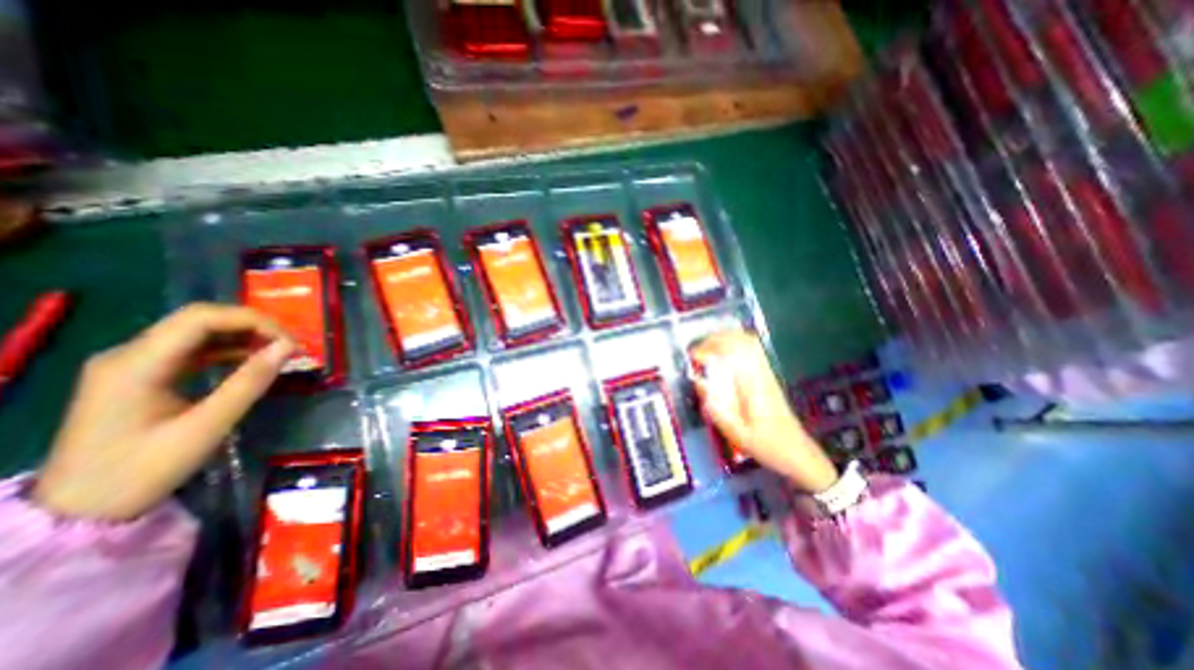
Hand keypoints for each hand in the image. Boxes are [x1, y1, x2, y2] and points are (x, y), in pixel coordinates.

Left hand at [35, 304, 296, 522]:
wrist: (82, 508)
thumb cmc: (144, 469)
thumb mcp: (207, 426)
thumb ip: (249, 382)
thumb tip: (288, 348)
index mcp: (135, 364)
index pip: (200, 318)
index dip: (253, 321)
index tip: (290, 342)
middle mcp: (128, 354)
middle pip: (198, 320)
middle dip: (252, 327)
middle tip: (290, 346)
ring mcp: (132, 364)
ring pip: (197, 333)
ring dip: (243, 337)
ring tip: (279, 353)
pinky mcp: (141, 375)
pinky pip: (192, 350)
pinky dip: (228, 350)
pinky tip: (253, 362)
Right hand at [692, 328, 837, 490]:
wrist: (797, 451)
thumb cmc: (765, 444)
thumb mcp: (735, 433)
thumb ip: (715, 408)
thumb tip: (698, 382)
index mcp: (753, 385)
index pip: (731, 353)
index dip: (709, 349)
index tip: (692, 357)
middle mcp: (760, 372)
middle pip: (739, 340)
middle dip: (714, 339)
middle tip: (696, 351)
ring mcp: (766, 371)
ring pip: (747, 341)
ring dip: (724, 338)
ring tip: (706, 347)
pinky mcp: (767, 375)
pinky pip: (753, 349)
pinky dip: (735, 343)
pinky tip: (724, 351)